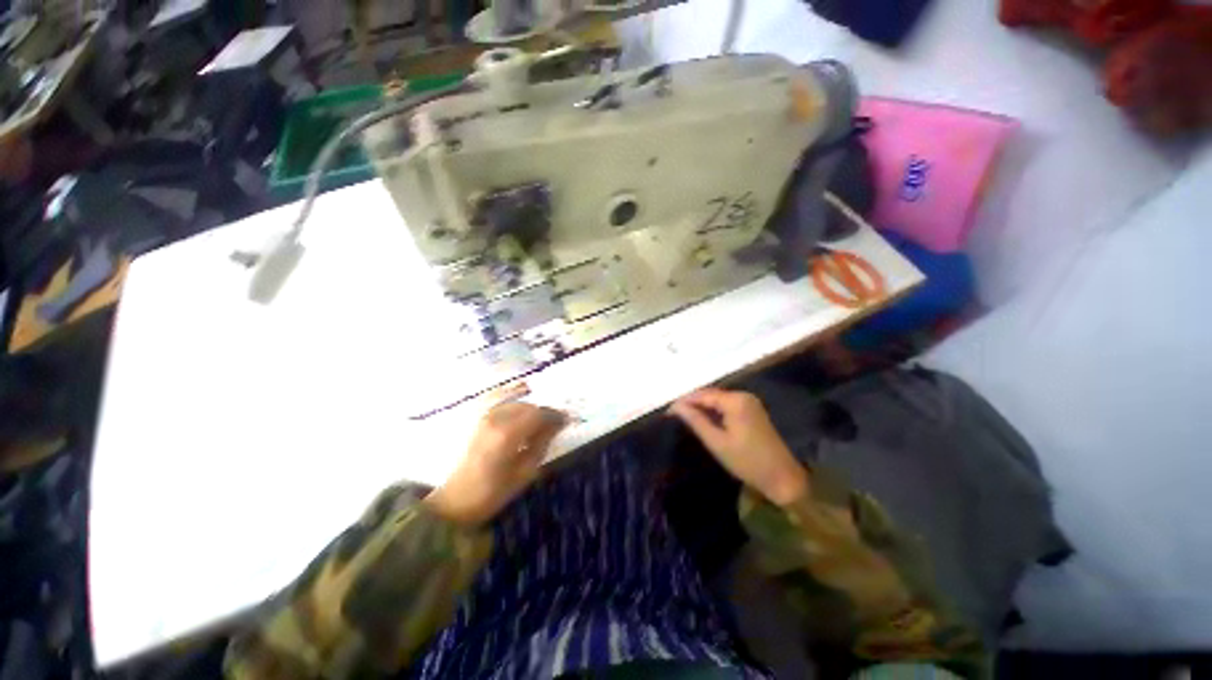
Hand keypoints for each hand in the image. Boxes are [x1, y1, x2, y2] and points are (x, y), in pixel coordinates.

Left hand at [425, 402, 566, 526]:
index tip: (566, 420)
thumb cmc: (492, 493)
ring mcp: (483, 417)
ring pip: (515, 403)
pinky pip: (500, 401)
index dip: (555, 415)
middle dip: (543, 413)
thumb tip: (557, 425)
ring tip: (537, 423)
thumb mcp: (524, 473)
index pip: (538, 414)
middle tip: (554, 424)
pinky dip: (514, 402)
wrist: (455, 500)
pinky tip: (521, 408)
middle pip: (528, 406)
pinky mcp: (477, 419)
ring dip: (530, 410)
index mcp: (508, 434)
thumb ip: (542, 444)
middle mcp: (495, 418)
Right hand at [669, 388, 808, 506]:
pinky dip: (714, 411)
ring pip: (718, 400)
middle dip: (692, 403)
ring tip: (684, 416)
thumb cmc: (747, 462)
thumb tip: (675, 407)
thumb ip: (696, 421)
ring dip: (702, 407)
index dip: (684, 401)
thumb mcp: (717, 442)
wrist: (783, 478)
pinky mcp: (753, 411)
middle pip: (711, 395)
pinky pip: (727, 405)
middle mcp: (743, 396)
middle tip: (673, 414)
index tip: (668, 411)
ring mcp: (750, 402)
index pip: (703, 395)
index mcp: (736, 401)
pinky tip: (704, 419)